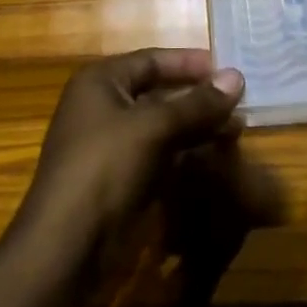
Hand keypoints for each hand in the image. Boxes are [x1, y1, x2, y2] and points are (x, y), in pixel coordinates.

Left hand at [24, 49, 244, 251]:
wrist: (67, 245)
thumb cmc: (105, 168)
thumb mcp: (153, 128)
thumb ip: (196, 103)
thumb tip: (236, 77)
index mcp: (100, 82)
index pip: (152, 60)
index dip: (190, 63)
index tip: (229, 69)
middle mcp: (103, 106)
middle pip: (158, 92)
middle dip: (198, 98)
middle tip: (240, 102)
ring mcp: (110, 144)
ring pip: (161, 125)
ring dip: (196, 126)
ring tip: (236, 129)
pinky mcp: (119, 177)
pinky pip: (158, 153)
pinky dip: (185, 151)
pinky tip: (213, 155)